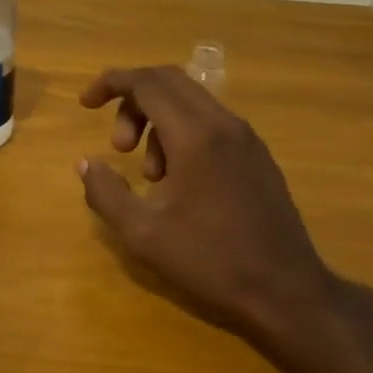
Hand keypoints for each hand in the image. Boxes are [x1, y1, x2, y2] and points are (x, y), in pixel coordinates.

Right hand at [78, 66, 372, 372]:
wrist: (286, 291)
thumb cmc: (210, 261)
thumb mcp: (142, 234)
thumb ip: (105, 193)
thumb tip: (87, 163)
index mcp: (195, 136)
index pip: (147, 83)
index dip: (111, 83)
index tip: (85, 104)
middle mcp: (224, 124)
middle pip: (169, 82)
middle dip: (132, 102)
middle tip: (118, 146)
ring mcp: (246, 138)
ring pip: (190, 102)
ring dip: (157, 123)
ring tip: (149, 177)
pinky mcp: (258, 155)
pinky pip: (211, 123)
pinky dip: (182, 134)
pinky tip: (178, 182)